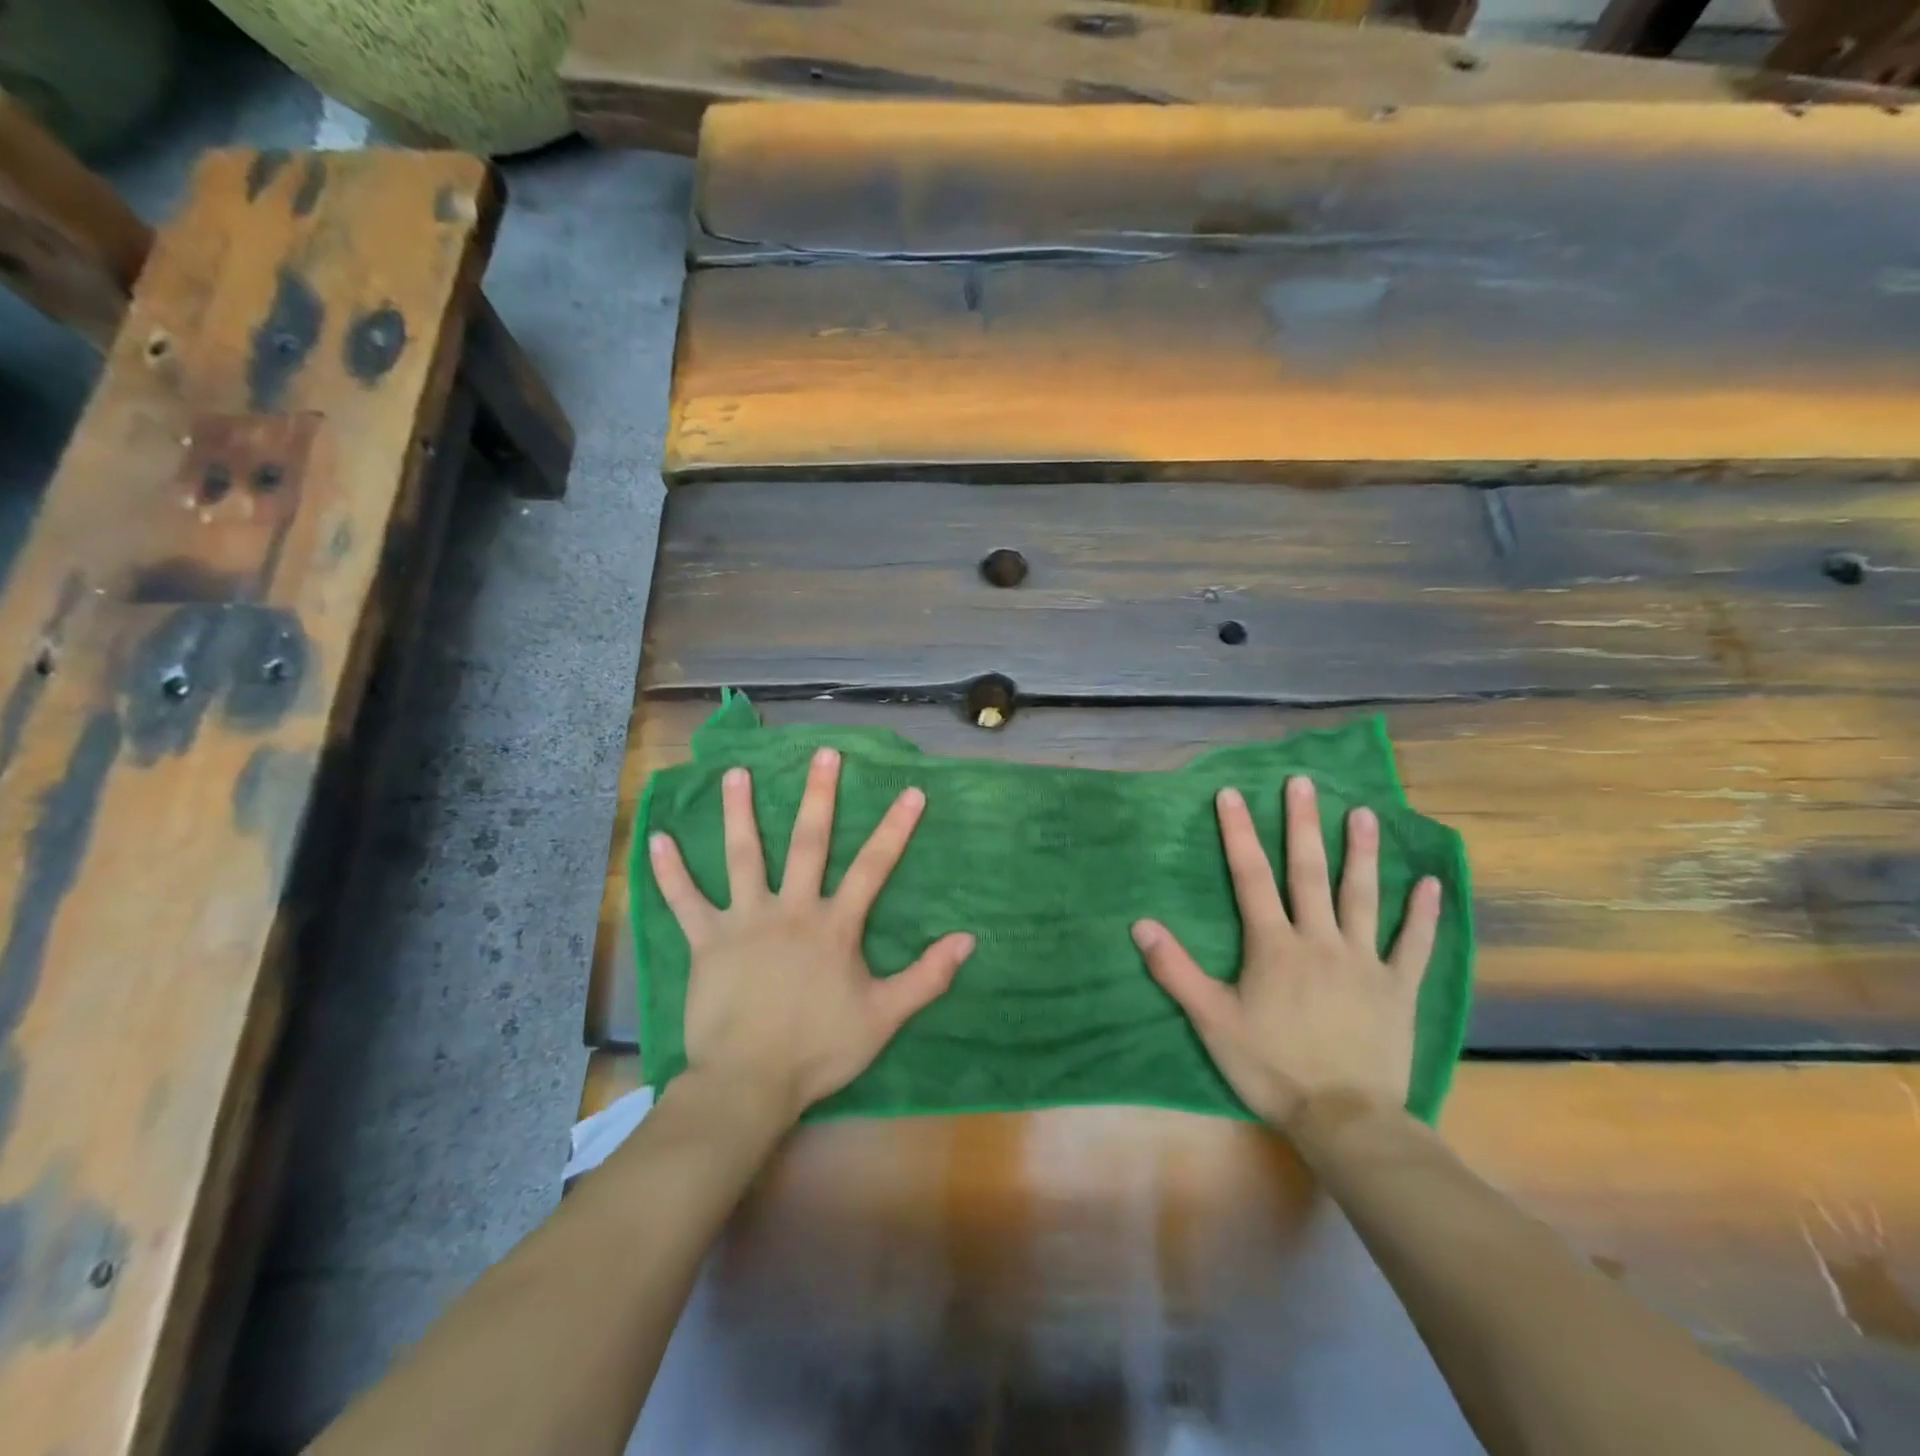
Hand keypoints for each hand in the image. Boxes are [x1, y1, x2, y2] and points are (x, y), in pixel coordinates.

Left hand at [649, 747, 974, 1123]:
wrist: (748, 1083)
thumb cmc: (818, 1049)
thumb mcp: (884, 1017)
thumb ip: (926, 977)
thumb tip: (968, 940)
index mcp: (833, 926)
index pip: (872, 867)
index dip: (894, 829)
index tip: (911, 791)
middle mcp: (790, 909)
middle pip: (808, 843)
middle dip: (819, 796)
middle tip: (823, 754)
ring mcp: (744, 921)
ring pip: (742, 856)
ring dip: (739, 812)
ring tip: (735, 772)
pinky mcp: (706, 941)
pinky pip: (684, 901)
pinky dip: (670, 871)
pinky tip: (654, 839)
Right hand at [1132, 776, 1441, 1129]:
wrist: (1345, 1120)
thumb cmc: (1271, 1067)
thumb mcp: (1212, 1021)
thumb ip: (1175, 970)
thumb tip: (1140, 924)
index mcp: (1274, 946)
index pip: (1251, 878)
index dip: (1238, 834)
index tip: (1232, 794)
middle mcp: (1319, 940)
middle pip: (1308, 873)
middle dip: (1302, 825)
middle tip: (1303, 784)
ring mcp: (1364, 961)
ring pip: (1361, 896)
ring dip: (1360, 853)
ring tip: (1363, 813)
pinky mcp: (1398, 987)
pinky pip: (1414, 944)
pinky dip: (1423, 914)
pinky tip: (1428, 882)